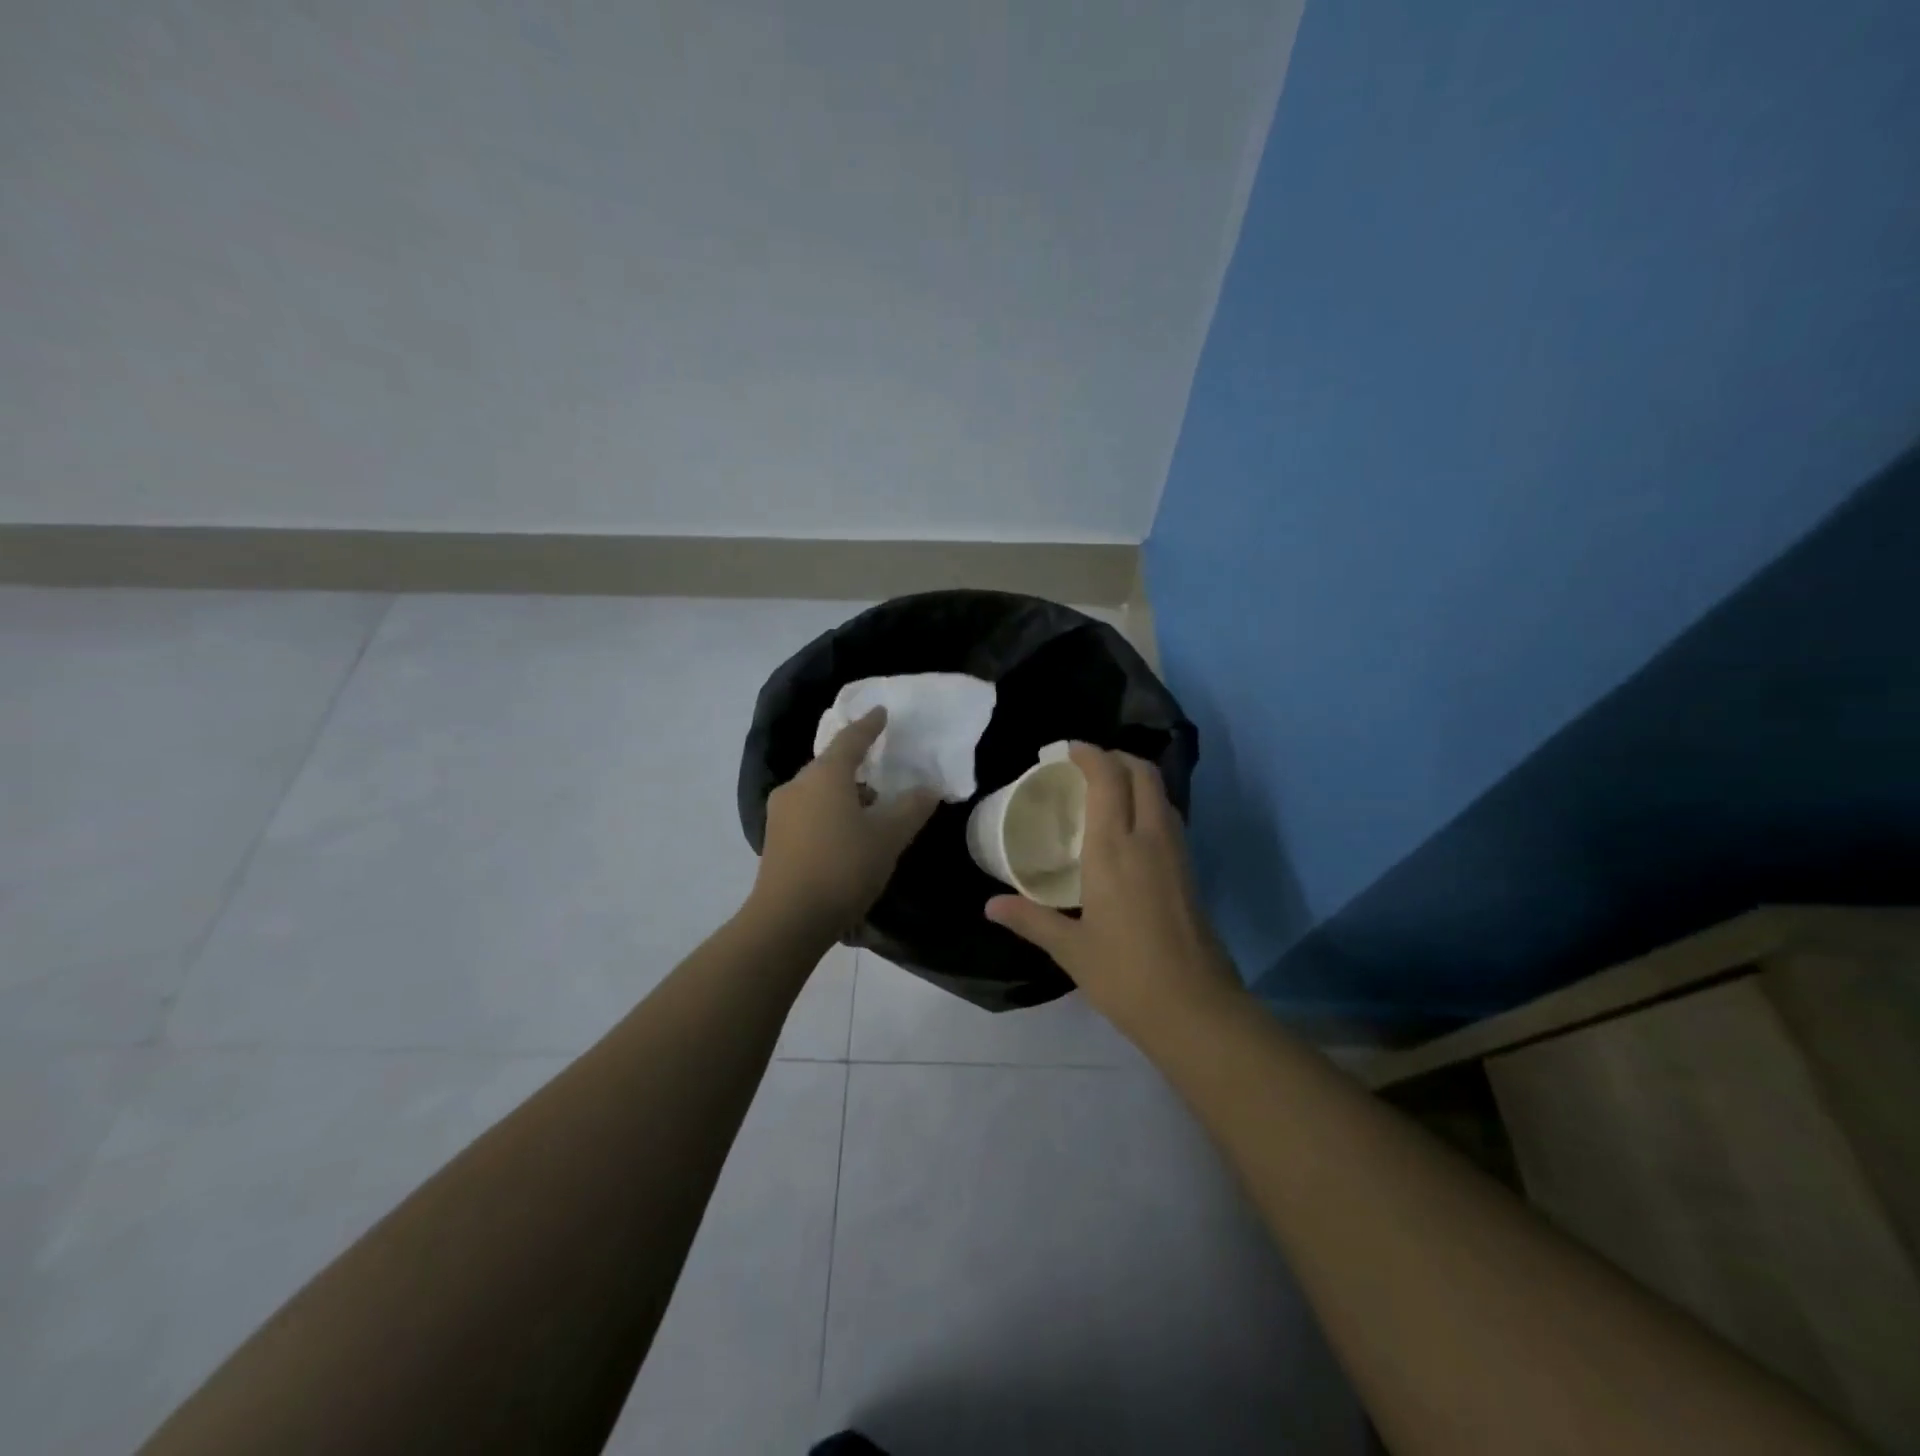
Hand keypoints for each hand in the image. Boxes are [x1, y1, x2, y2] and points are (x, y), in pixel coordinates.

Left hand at [749, 708, 939, 939]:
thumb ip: (911, 808)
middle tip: (883, 769)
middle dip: (857, 765)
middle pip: (831, 765)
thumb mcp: (888, 838)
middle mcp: (797, 785)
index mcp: (825, 775)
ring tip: (870, 809)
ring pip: (818, 790)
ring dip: (844, 793)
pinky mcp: (775, 839)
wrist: (788, 919)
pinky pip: (808, 812)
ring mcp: (781, 812)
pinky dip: (829, 812)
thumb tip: (928, 789)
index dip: (869, 725)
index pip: (851, 739)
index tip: (881, 713)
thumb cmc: (843, 868)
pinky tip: (845, 834)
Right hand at [985, 744, 1242, 1038]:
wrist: (1195, 1008)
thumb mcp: (1071, 949)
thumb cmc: (1125, 974)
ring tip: (1106, 789)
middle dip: (1116, 756)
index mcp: (1115, 849)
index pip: (1108, 779)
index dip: (1090, 754)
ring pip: (1161, 793)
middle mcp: (1150, 838)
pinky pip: (1169, 816)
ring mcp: (1177, 852)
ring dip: (1136, 777)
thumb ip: (1030, 919)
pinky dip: (1149, 802)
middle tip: (1086, 765)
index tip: (1066, 749)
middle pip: (1142, 773)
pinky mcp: (1190, 870)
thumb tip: (990, 906)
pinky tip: (1130, 828)